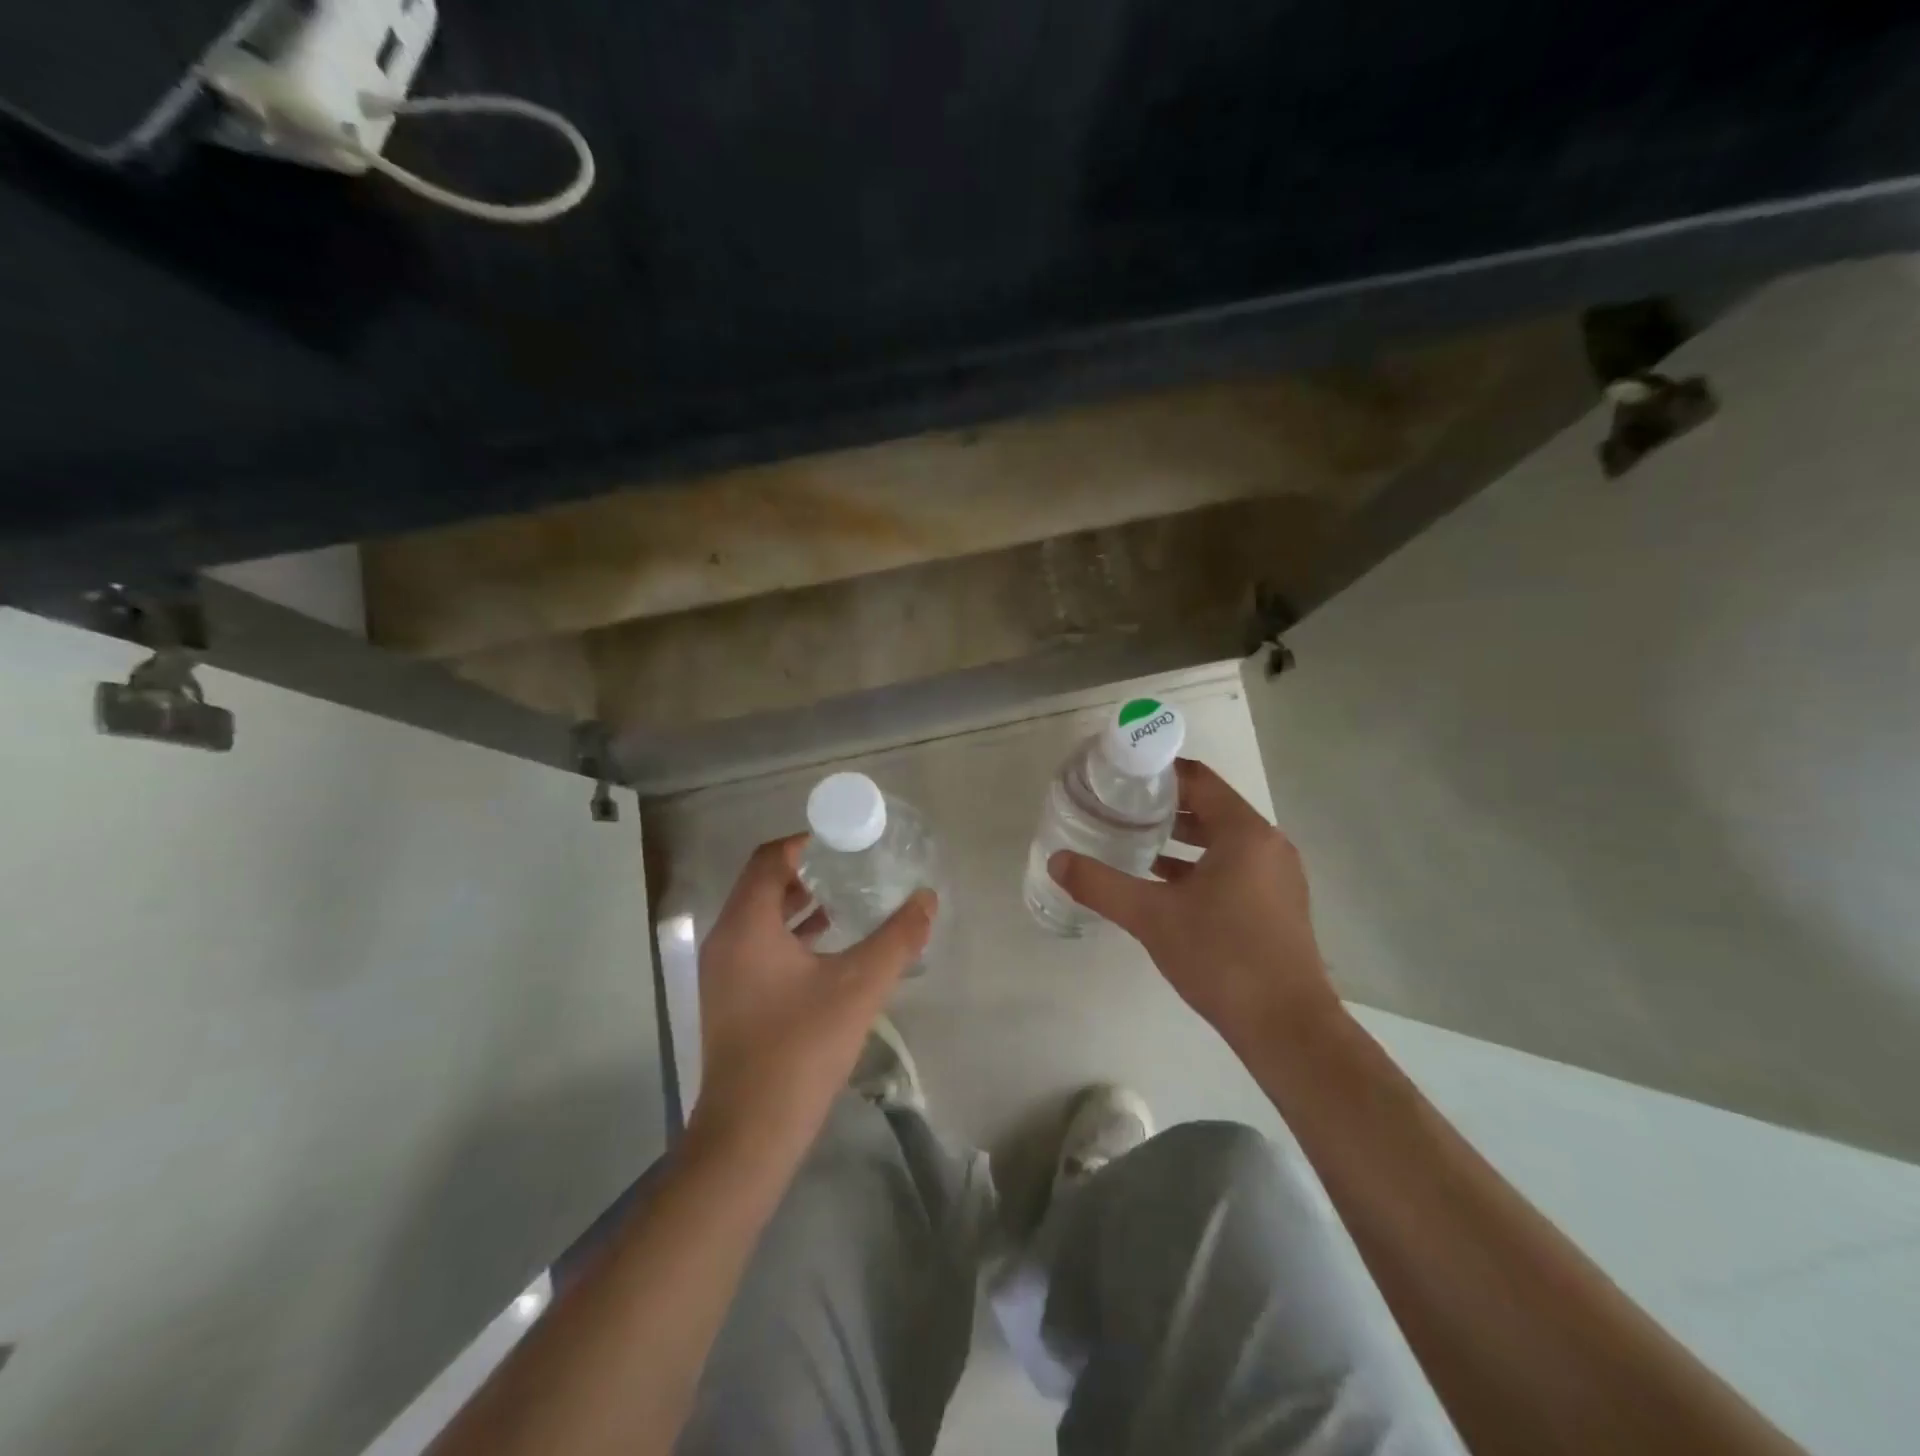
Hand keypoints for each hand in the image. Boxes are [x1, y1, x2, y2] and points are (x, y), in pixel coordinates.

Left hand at [690, 834, 934, 1165]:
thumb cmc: (801, 1048)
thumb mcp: (859, 986)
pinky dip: (792, 934)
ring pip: (761, 916)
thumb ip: (897, 938)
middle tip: (854, 865)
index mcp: (747, 925)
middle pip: (764, 883)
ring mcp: (724, 971)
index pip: (770, 858)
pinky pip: (760, 945)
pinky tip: (830, 945)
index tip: (847, 841)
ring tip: (848, 897)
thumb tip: (927, 899)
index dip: (807, 842)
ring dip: (800, 902)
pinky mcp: (731, 997)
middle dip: (808, 870)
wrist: (750, 1133)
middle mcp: (726, 939)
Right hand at [1050, 759, 1338, 1054]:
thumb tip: (1056, 862)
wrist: (1287, 1028)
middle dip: (1165, 807)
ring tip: (1134, 841)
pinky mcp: (1277, 905)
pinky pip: (1233, 867)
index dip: (1159, 773)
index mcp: (1244, 833)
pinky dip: (1199, 866)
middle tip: (1119, 808)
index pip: (1199, 781)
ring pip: (1222, 841)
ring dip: (1181, 839)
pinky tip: (1164, 885)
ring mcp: (1277, 876)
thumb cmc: (1221, 957)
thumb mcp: (1151, 917)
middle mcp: (1267, 845)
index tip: (1120, 776)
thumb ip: (1101, 885)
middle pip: (1211, 808)